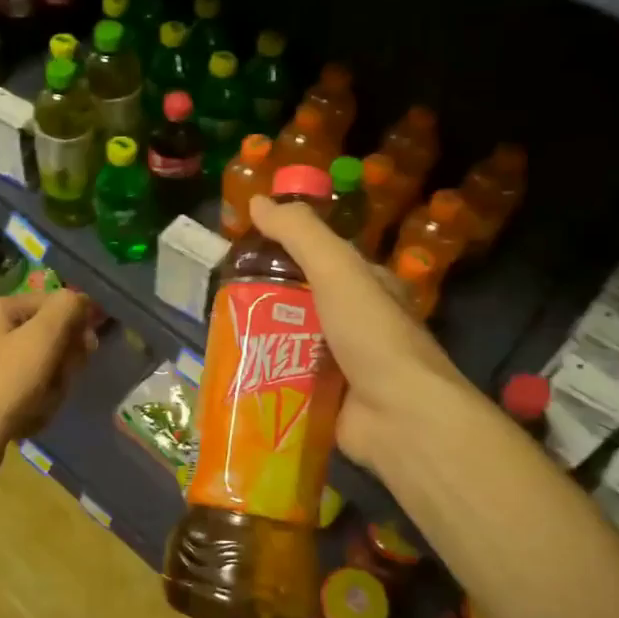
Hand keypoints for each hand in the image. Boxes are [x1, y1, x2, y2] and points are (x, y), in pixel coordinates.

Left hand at [0, 290, 95, 486]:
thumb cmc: (3, 382)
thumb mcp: (42, 337)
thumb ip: (66, 309)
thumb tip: (82, 301)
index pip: (54, 303)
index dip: (76, 323)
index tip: (87, 349)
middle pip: (51, 338)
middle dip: (63, 363)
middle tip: (58, 381)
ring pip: (46, 368)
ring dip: (53, 388)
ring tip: (40, 405)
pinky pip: (32, 392)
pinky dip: (38, 405)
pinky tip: (29, 419)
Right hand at [247, 194, 473, 475]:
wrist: (400, 416)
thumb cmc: (372, 334)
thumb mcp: (337, 270)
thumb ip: (300, 234)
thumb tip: (258, 201)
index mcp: (366, 287)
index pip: (320, 260)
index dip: (284, 251)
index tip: (242, 253)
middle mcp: (356, 323)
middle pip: (300, 304)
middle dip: (264, 303)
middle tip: (221, 302)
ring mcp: (343, 364)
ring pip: (290, 344)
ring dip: (260, 343)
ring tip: (218, 337)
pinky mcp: (327, 400)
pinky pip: (289, 382)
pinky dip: (266, 379)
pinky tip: (235, 375)